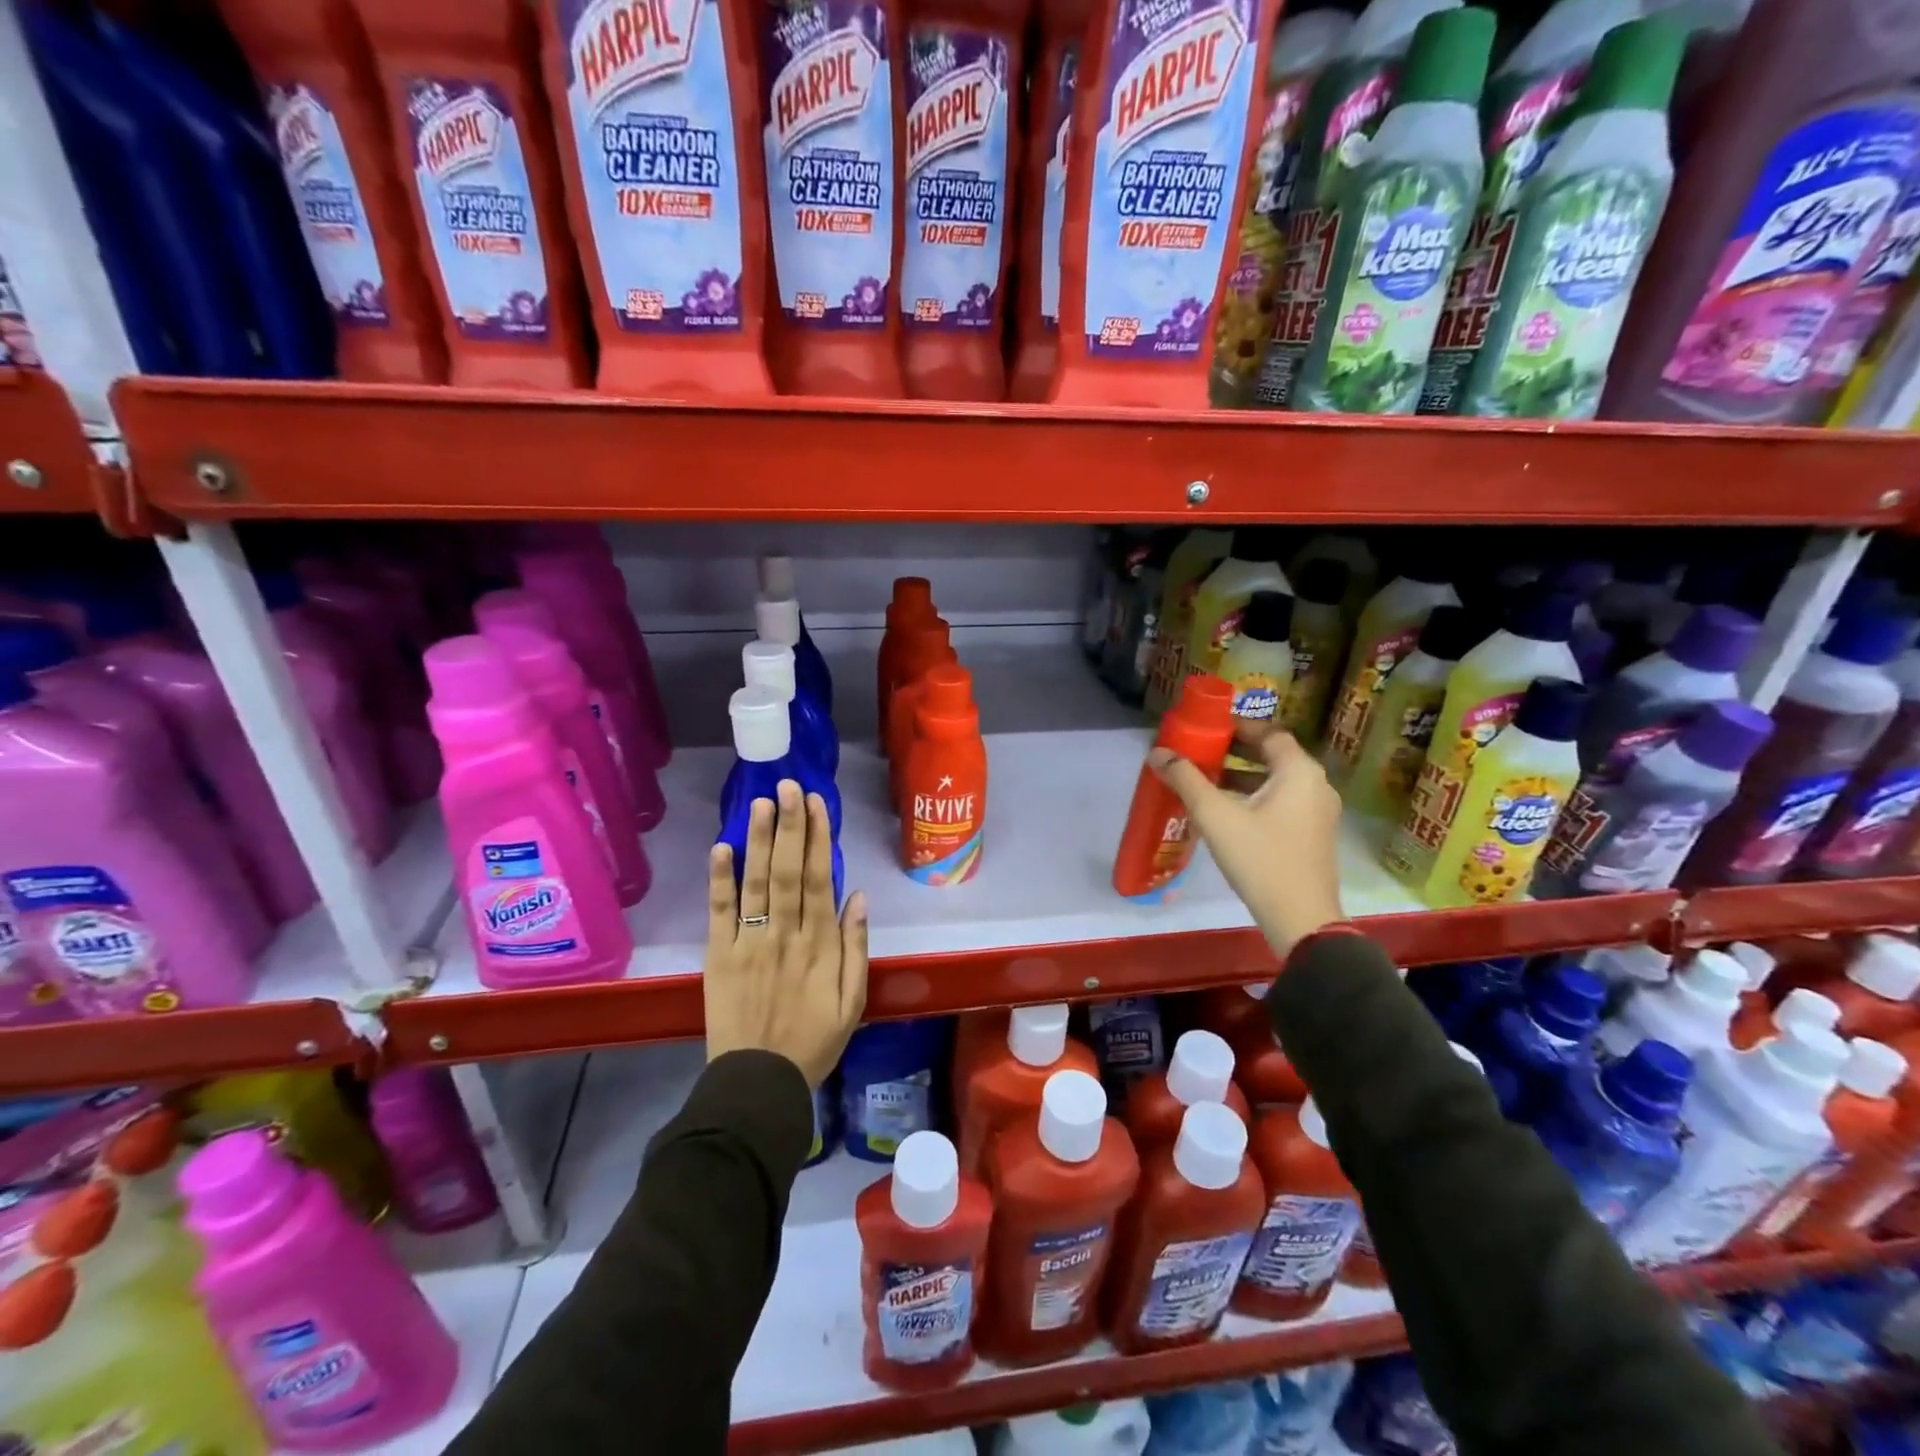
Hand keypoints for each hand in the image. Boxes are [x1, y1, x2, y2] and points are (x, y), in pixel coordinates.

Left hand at [705, 780, 868, 1086]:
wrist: (758, 1082)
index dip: (817, 838)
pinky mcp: (719, 956)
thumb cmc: (813, 1042)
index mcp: (820, 944)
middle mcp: (785, 934)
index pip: (818, 879)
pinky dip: (720, 880)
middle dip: (789, 825)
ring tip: (761, 802)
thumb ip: (856, 947)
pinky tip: (721, 847)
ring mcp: (749, 942)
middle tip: (788, 785)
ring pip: (756, 882)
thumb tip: (857, 897)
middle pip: (787, 870)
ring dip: (758, 840)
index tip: (816, 803)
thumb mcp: (852, 1001)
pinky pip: (720, 912)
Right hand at [1151, 726, 1344, 960]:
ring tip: (1206, 782)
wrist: (1300, 919)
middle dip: (1236, 752)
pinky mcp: (1313, 835)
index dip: (1238, 726)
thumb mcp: (1215, 816)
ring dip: (1243, 776)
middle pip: (1274, 755)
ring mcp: (1318, 812)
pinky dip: (1256, 797)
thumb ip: (1186, 780)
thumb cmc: (1260, 859)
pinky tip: (1227, 812)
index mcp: (1299, 772)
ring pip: (1277, 781)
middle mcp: (1316, 785)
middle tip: (1201, 753)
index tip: (1208, 729)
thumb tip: (1158, 753)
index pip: (1270, 732)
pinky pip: (1283, 802)